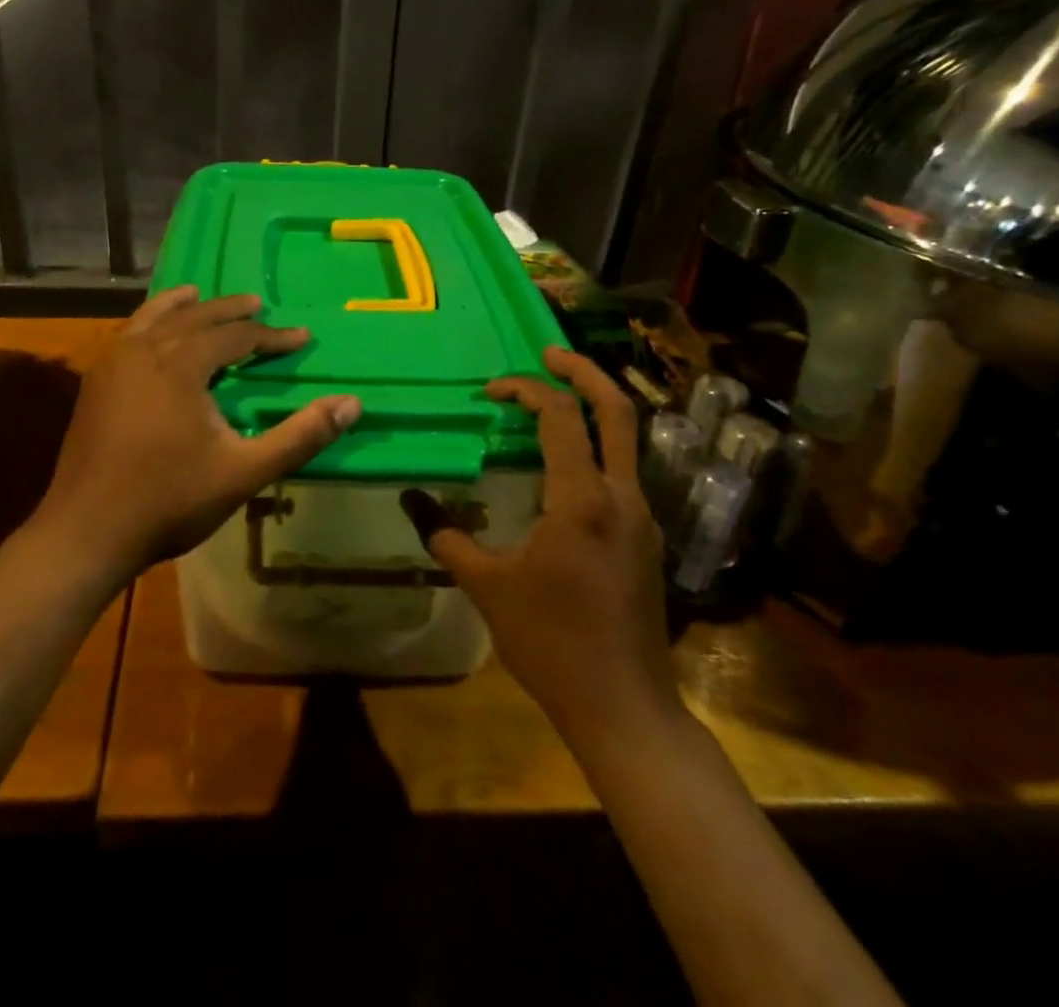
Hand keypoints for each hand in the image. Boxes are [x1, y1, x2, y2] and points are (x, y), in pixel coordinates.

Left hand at [39, 286, 361, 582]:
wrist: (87, 532)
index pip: (236, 336)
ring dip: (183, 307)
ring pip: (153, 319)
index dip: (272, 336)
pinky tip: (152, 336)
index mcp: (180, 363)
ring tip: (199, 297)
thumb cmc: (170, 500)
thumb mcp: (244, 471)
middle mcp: (144, 350)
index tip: (301, 337)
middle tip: (257, 304)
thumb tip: (352, 403)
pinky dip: (149, 324)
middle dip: (230, 311)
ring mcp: (112, 364)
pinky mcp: (94, 383)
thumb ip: (300, 436)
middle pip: (194, 317)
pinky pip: (129, 336)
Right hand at [408, 347, 680, 741]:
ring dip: (594, 407)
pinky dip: (597, 447)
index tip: (490, 392)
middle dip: (583, 371)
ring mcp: (642, 517)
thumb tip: (411, 500)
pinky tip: (564, 465)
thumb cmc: (551, 642)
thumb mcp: (487, 586)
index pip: (560, 416)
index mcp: (581, 499)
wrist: (624, 706)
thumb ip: (446, 535)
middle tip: (547, 352)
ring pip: (628, 439)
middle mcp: (621, 496)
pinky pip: (624, 472)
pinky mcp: (647, 539)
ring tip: (553, 401)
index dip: (524, 390)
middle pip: (617, 410)